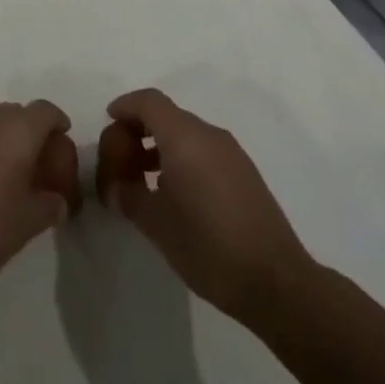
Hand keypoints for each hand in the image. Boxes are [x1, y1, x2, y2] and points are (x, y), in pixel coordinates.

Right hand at [96, 88, 312, 318]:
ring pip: (186, 134)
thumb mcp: (157, 225)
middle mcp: (209, 134)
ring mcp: (231, 153)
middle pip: (167, 115)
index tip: (108, 121)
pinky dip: (182, 158)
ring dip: (161, 146)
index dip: (126, 106)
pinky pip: (204, 150)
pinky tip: (176, 194)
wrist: (276, 282)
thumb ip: (129, 198)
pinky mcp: (244, 173)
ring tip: (144, 181)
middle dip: (140, 130)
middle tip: (121, 160)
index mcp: (185, 137)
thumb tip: (115, 188)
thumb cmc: (208, 246)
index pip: (149, 102)